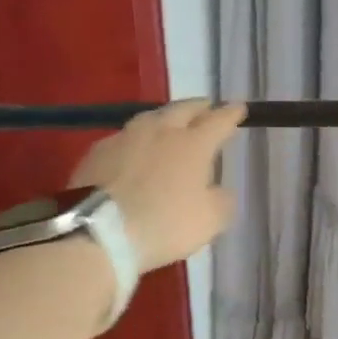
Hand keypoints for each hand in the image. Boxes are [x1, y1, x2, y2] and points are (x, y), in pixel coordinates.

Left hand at [68, 100, 245, 272]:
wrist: (98, 232)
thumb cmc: (165, 224)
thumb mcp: (210, 220)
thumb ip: (222, 200)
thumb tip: (218, 190)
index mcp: (193, 144)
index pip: (219, 120)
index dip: (231, 113)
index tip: (240, 108)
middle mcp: (161, 131)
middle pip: (183, 109)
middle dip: (199, 107)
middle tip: (207, 108)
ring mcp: (126, 138)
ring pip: (151, 117)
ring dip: (166, 117)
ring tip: (171, 122)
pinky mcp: (97, 151)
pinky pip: (124, 136)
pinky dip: (137, 138)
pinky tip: (135, 147)